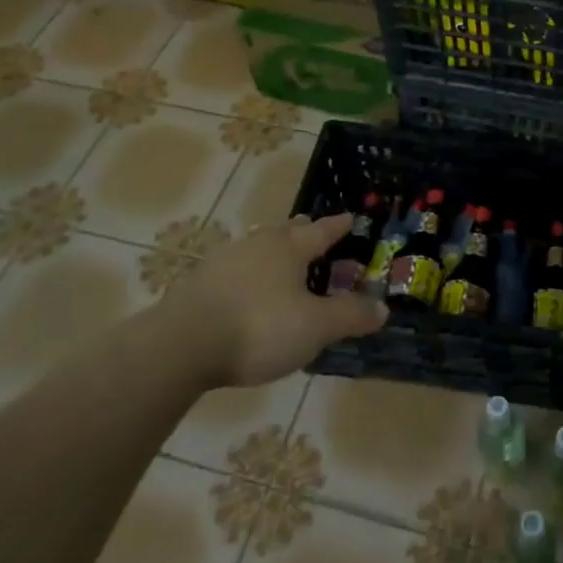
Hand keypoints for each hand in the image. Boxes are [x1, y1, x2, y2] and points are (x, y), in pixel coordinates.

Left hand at [162, 214, 387, 388]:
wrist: (180, 345)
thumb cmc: (259, 328)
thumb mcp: (315, 327)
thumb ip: (350, 316)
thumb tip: (382, 308)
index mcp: (289, 249)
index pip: (321, 231)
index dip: (338, 226)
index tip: (350, 218)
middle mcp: (257, 245)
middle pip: (285, 232)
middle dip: (302, 231)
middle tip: (312, 230)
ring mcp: (223, 262)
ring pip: (256, 248)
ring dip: (271, 251)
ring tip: (278, 259)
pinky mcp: (197, 284)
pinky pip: (232, 270)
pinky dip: (246, 274)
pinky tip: (243, 290)